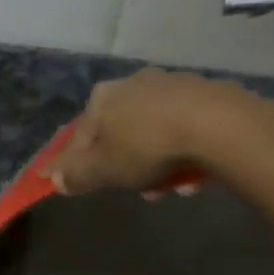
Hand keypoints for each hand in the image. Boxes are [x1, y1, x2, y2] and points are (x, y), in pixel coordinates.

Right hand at [50, 68, 273, 194]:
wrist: (218, 124)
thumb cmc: (147, 146)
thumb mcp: (105, 170)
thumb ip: (77, 175)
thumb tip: (56, 179)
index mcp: (102, 98)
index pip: (77, 136)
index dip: (68, 162)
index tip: (59, 179)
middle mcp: (133, 84)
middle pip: (118, 133)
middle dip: (124, 165)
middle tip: (134, 190)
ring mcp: (171, 85)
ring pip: (153, 132)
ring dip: (157, 163)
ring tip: (170, 189)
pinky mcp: (206, 94)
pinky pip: (184, 130)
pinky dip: (183, 152)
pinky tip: (194, 176)